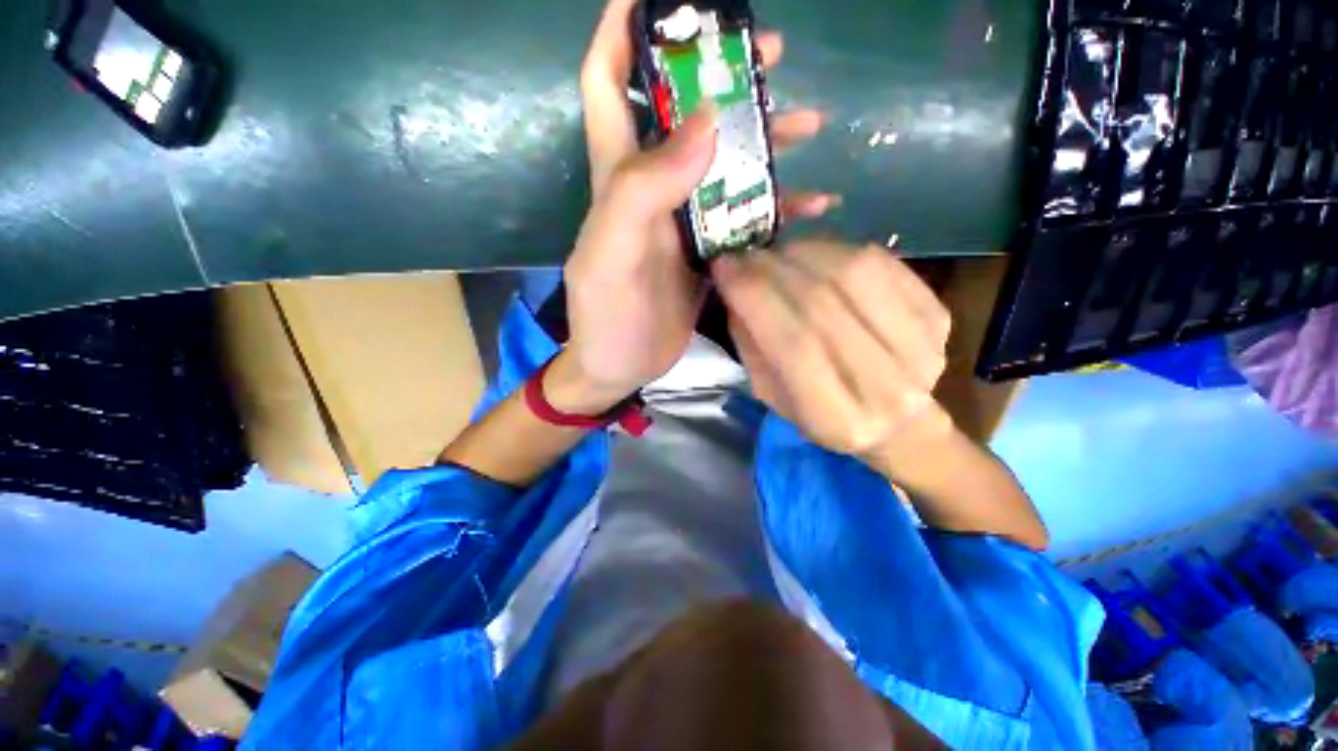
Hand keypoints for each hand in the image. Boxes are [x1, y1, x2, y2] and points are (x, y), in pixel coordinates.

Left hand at [557, 0, 834, 411]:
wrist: (621, 364)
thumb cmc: (607, 315)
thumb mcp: (611, 253)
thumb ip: (644, 189)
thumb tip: (709, 121)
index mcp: (618, 177)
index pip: (608, 83)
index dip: (622, 29)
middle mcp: (652, 187)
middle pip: (684, 113)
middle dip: (721, 74)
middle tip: (770, 55)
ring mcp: (683, 220)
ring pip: (725, 160)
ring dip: (764, 138)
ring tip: (809, 122)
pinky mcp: (706, 251)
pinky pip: (745, 215)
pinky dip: (778, 205)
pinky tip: (814, 204)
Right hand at [711, 241, 954, 478]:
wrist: (898, 422)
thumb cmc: (822, 415)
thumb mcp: (771, 394)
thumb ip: (752, 345)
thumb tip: (737, 289)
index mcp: (836, 417)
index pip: (793, 345)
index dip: (755, 297)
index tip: (724, 266)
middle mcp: (884, 386)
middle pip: (822, 305)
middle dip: (773, 269)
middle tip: (745, 255)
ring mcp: (921, 347)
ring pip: (855, 274)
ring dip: (804, 252)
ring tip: (777, 253)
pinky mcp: (937, 315)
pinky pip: (882, 262)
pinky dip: (838, 249)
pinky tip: (815, 255)